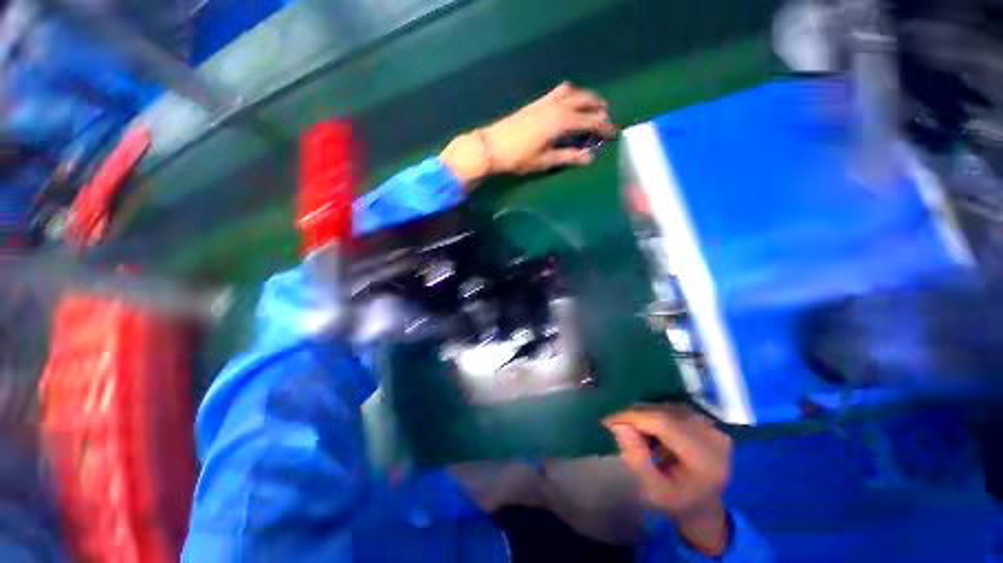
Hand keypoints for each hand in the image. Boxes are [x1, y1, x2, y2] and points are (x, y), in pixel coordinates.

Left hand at [440, 82, 616, 188]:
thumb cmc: (519, 158)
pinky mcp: (537, 102)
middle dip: (599, 109)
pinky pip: (559, 92)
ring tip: (591, 110)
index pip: (591, 121)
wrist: (492, 146)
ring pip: (574, 92)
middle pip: (585, 101)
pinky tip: (570, 106)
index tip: (615, 134)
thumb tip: (590, 158)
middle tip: (606, 121)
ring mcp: (546, 101)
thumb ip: (569, 157)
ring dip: (586, 98)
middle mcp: (557, 106)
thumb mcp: (545, 161)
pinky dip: (571, 95)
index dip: (605, 127)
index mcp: (562, 121)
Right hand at [604, 405, 732, 555]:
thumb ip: (636, 459)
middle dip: (637, 416)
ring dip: (645, 415)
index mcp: (705, 459)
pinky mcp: (708, 422)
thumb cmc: (677, 504)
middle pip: (666, 413)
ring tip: (634, 430)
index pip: (665, 424)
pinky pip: (674, 409)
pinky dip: (656, 415)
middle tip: (617, 427)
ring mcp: (713, 427)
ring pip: (668, 407)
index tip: (608, 421)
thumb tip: (618, 425)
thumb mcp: (653, 490)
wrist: (704, 507)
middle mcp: (713, 437)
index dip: (634, 417)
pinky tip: (650, 429)